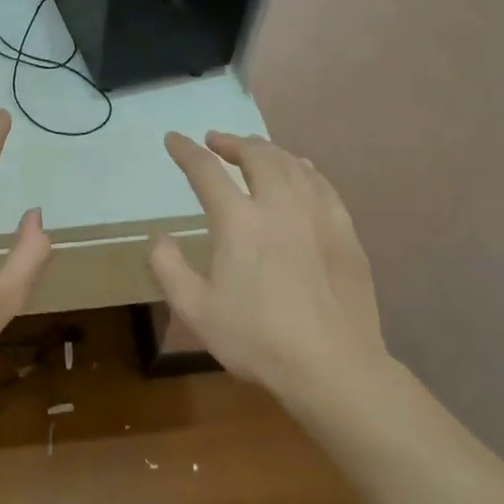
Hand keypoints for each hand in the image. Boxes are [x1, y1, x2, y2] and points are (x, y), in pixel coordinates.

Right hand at [149, 132, 389, 404]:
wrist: (331, 364)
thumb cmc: (256, 338)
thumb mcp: (195, 310)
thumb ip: (168, 268)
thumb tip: (159, 239)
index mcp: (238, 221)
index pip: (206, 171)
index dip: (186, 151)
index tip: (174, 139)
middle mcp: (279, 205)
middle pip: (257, 155)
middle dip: (232, 142)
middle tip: (216, 141)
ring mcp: (317, 215)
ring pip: (293, 164)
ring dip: (268, 150)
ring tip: (254, 151)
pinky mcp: (344, 231)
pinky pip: (322, 184)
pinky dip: (304, 169)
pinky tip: (301, 172)